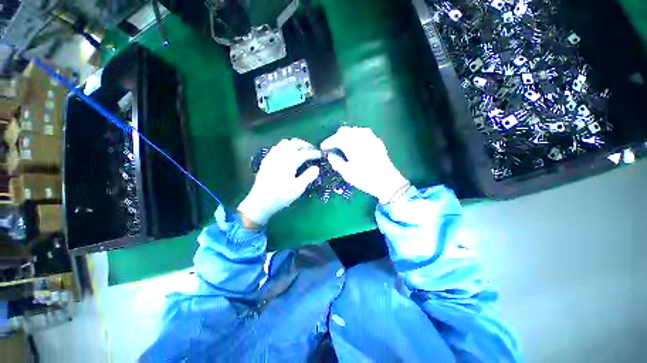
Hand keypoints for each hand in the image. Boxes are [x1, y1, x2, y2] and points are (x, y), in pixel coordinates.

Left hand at [238, 138, 320, 225]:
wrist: (260, 201)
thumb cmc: (281, 196)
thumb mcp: (298, 188)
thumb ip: (308, 176)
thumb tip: (316, 168)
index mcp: (289, 161)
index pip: (305, 153)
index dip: (314, 153)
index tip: (321, 154)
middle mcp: (281, 155)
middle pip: (295, 143)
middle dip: (305, 145)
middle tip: (312, 150)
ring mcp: (272, 156)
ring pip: (285, 143)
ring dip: (295, 144)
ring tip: (301, 150)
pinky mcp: (267, 160)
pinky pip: (277, 147)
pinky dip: (285, 147)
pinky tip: (287, 153)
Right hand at [321, 126, 408, 203]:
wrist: (387, 182)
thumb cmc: (364, 178)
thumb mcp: (346, 172)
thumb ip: (335, 161)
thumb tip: (330, 154)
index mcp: (351, 143)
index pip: (336, 138)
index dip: (327, 142)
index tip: (322, 148)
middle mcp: (360, 136)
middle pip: (345, 131)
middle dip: (336, 137)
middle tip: (332, 147)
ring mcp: (370, 137)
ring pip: (354, 130)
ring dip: (346, 136)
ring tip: (343, 146)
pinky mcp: (377, 141)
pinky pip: (363, 133)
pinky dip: (356, 137)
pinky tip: (355, 145)